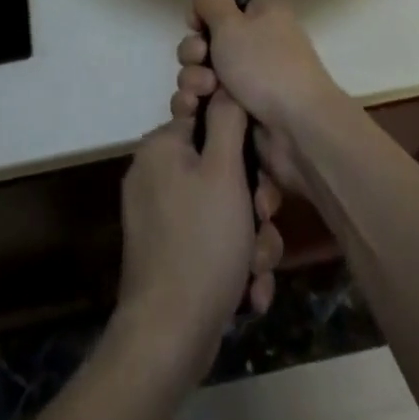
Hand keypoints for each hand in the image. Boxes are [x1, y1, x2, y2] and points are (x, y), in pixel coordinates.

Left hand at [114, 93, 284, 381]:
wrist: (169, 334)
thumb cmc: (201, 242)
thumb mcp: (224, 173)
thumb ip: (227, 121)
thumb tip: (225, 85)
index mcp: (162, 147)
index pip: (210, 120)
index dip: (244, 147)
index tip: (261, 176)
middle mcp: (155, 174)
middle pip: (221, 170)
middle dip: (253, 203)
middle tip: (262, 222)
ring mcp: (159, 215)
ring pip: (223, 210)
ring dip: (250, 239)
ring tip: (255, 267)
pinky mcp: (168, 251)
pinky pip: (211, 240)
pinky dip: (233, 262)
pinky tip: (248, 290)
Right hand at [170, 0, 346, 193]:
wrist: (299, 130)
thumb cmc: (266, 67)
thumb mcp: (232, 24)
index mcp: (262, 17)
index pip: (220, 9)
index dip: (200, 18)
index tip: (194, 26)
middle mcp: (258, 46)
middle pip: (207, 43)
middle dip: (193, 53)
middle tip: (199, 60)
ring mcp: (251, 82)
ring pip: (204, 74)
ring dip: (194, 80)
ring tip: (202, 92)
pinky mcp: (243, 113)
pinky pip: (210, 103)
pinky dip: (200, 104)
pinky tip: (194, 111)